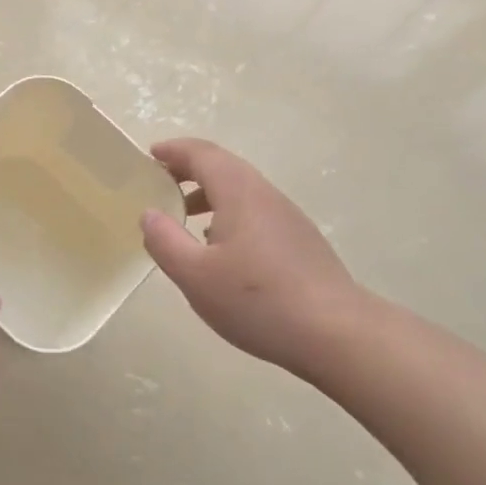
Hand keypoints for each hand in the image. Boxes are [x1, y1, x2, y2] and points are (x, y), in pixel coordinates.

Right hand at [141, 138, 368, 376]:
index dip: (174, 151)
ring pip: (241, 191)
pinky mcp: (299, 242)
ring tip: (184, 218)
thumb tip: (149, 214)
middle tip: (159, 185)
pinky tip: (221, 249)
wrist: (336, 333)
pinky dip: (228, 215)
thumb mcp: (195, 275)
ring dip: (208, 195)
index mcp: (239, 192)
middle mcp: (265, 195)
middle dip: (188, 170)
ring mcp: (287, 218)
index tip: (150, 155)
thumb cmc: (257, 300)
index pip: (202, 154)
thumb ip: (165, 241)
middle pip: (224, 167)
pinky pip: (255, 213)